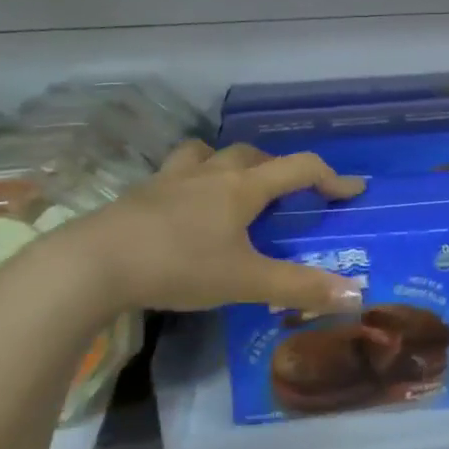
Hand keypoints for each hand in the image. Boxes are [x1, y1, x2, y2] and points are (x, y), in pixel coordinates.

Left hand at [73, 140, 367, 315]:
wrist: (93, 264)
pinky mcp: (141, 194)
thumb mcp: (245, 282)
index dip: (332, 177)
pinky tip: (184, 207)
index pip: (300, 168)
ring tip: (233, 187)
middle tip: (289, 195)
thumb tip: (354, 294)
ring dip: (230, 163)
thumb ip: (299, 287)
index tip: (353, 191)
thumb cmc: (178, 266)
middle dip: (279, 169)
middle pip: (254, 155)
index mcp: (243, 188)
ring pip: (209, 154)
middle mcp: (211, 173)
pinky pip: (176, 172)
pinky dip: (191, 180)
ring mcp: (171, 179)